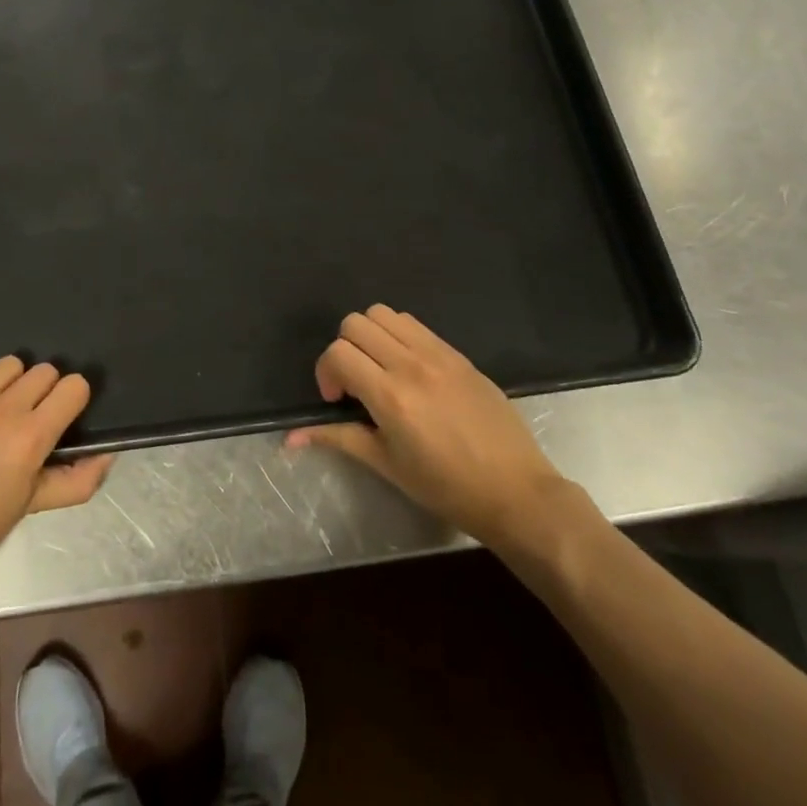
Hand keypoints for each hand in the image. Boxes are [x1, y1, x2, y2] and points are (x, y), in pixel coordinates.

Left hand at [0, 357, 113, 611]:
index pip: (74, 386)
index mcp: (28, 437)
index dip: (74, 400)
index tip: (64, 417)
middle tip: (30, 421)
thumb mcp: (28, 510)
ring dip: (11, 385)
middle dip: (45, 391)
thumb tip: (106, 456)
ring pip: (7, 366)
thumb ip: (74, 481)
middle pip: (43, 370)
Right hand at [285, 305, 574, 556]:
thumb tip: (290, 439)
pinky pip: (415, 325)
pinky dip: (398, 336)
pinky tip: (408, 370)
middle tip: (355, 383)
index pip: (338, 352)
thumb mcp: (386, 465)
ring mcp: (438, 354)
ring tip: (379, 370)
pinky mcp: (458, 354)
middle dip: (344, 349)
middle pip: (356, 322)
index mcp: (391, 396)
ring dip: (370, 335)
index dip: (326, 372)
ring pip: (384, 313)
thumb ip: (338, 439)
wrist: (516, 492)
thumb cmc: (446, 488)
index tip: (337, 400)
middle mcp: (411, 364)